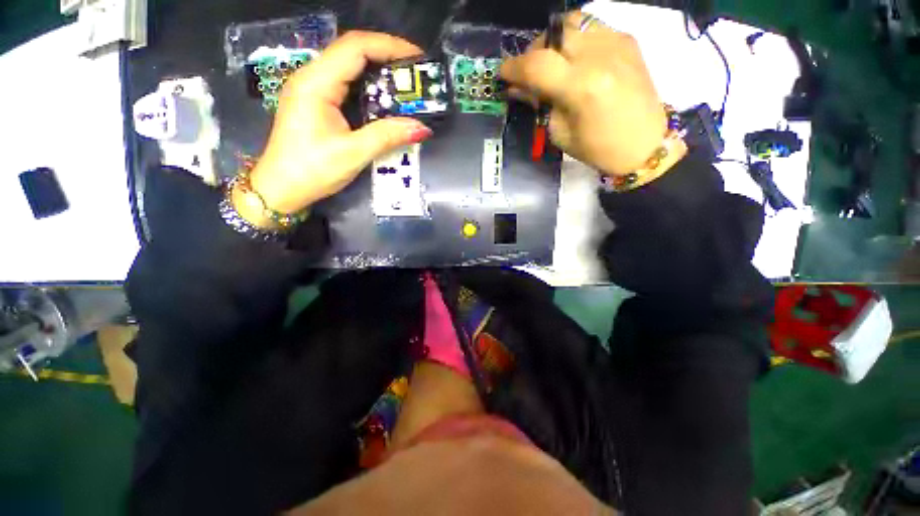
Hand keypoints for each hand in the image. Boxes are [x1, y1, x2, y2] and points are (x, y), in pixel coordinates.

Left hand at [239, 32, 432, 224]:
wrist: (282, 189)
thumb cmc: (312, 171)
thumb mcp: (353, 154)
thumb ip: (387, 137)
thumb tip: (422, 128)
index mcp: (316, 83)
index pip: (355, 47)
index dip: (389, 46)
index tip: (417, 58)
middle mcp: (312, 78)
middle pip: (352, 51)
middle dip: (387, 56)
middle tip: (416, 72)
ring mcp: (312, 89)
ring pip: (349, 66)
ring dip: (379, 70)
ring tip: (406, 83)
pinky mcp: (317, 103)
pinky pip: (346, 84)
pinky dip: (369, 86)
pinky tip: (384, 98)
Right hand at [500, 12, 685, 176]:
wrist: (644, 145)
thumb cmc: (598, 149)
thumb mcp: (560, 133)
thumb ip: (539, 105)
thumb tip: (517, 88)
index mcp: (581, 87)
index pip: (536, 64)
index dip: (514, 67)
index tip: (503, 73)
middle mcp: (599, 55)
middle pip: (553, 34)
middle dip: (534, 51)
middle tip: (529, 71)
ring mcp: (617, 42)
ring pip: (573, 22)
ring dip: (554, 41)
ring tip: (553, 62)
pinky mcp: (628, 40)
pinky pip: (592, 28)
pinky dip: (576, 40)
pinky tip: (576, 60)